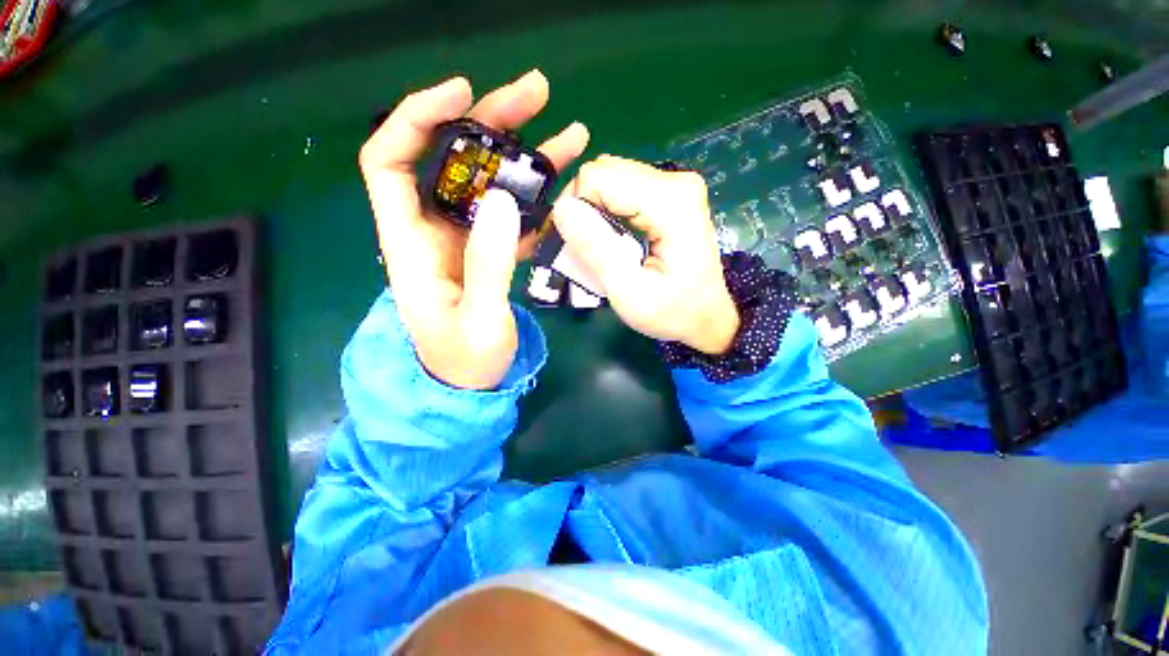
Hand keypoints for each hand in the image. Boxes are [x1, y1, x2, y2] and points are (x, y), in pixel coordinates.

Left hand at [360, 71, 588, 388]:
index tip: (463, 92)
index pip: (391, 161)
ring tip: (570, 135)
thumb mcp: (478, 319)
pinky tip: (567, 188)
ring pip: (491, 184)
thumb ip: (487, 263)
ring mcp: (467, 239)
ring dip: (527, 156)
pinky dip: (538, 199)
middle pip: (454, 159)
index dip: (418, 118)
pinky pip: (513, 215)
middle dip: (492, 121)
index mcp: (411, 243)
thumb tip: (501, 199)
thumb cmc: (465, 360)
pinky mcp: (490, 252)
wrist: (471, 383)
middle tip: (538, 94)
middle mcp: (435, 229)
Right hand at [552, 156, 739, 354]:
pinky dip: (607, 209)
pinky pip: (621, 187)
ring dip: (593, 210)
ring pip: (609, 178)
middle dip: (583, 209)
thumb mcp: (629, 292)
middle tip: (584, 248)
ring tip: (599, 245)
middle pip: (603, 173)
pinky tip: (612, 235)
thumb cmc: (671, 311)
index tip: (574, 245)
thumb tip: (562, 208)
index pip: (598, 178)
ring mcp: (675, 183)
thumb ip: (597, 250)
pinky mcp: (669, 192)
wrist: (706, 315)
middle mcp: (675, 181)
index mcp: (670, 203)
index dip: (575, 209)